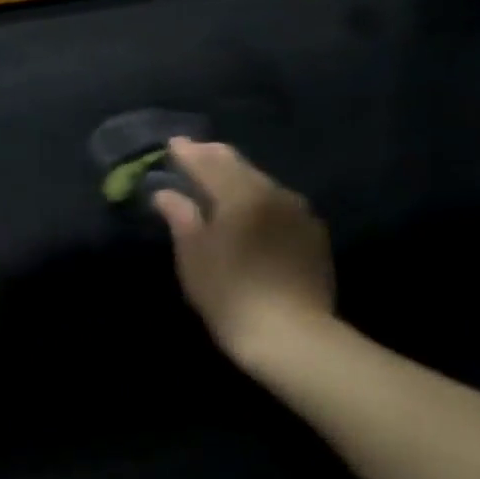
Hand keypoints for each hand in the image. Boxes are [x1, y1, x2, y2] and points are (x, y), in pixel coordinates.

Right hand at [153, 139, 335, 359]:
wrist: (292, 335)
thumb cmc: (230, 294)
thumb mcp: (194, 256)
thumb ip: (181, 217)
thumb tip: (166, 193)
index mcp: (241, 195)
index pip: (210, 163)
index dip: (189, 153)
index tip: (173, 143)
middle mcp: (274, 194)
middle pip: (240, 167)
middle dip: (215, 158)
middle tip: (195, 153)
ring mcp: (299, 213)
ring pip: (263, 184)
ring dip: (239, 178)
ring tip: (220, 180)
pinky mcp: (313, 235)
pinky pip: (280, 205)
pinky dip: (260, 200)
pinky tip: (251, 210)